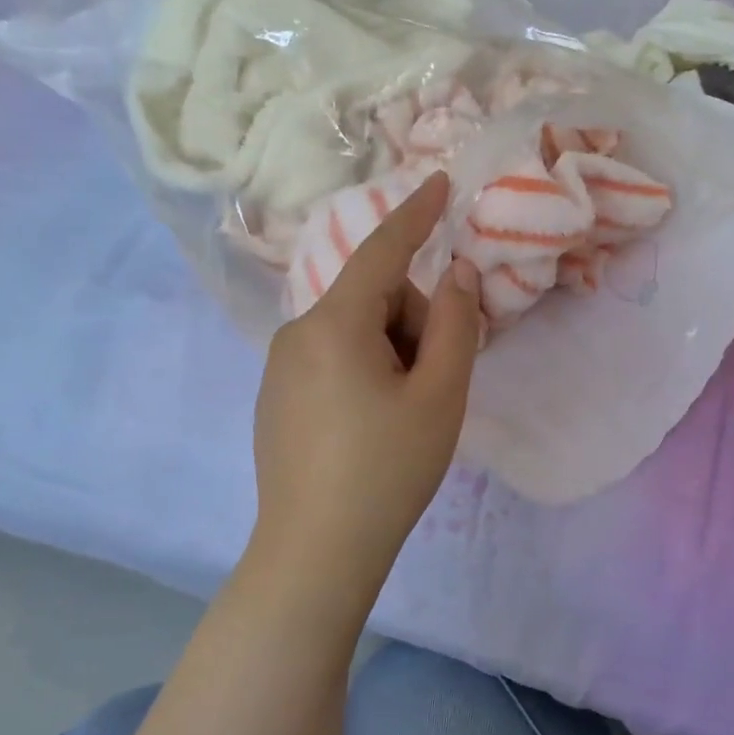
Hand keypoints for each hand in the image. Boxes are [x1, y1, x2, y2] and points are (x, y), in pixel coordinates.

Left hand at [251, 172, 481, 582]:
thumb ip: (455, 324)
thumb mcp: (439, 395)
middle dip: (413, 325)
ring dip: (393, 353)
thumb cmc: (387, 469)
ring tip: (403, 415)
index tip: (439, 182)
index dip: (415, 215)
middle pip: (374, 300)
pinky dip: (366, 372)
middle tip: (432, 387)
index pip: (381, 251)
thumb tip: (455, 273)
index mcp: (334, 325)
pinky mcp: (277, 398)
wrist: (316, 552)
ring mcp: (280, 368)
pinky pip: (333, 359)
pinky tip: (372, 428)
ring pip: (355, 332)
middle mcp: (296, 334)